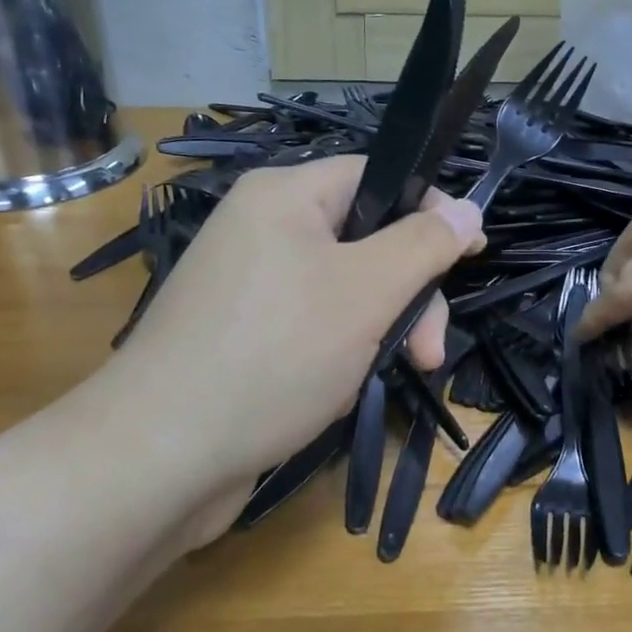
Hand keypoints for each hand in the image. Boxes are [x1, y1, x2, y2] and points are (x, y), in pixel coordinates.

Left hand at [96, 157, 484, 518]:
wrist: (160, 456)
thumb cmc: (275, 354)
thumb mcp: (367, 291)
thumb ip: (424, 245)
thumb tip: (469, 209)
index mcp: (284, 196)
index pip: (375, 176)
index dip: (429, 209)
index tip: (470, 255)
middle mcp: (262, 230)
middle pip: (365, 240)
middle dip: (408, 294)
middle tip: (431, 352)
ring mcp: (248, 286)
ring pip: (343, 291)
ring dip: (378, 330)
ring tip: (387, 375)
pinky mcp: (242, 336)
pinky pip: (312, 326)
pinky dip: (339, 353)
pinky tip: (340, 389)